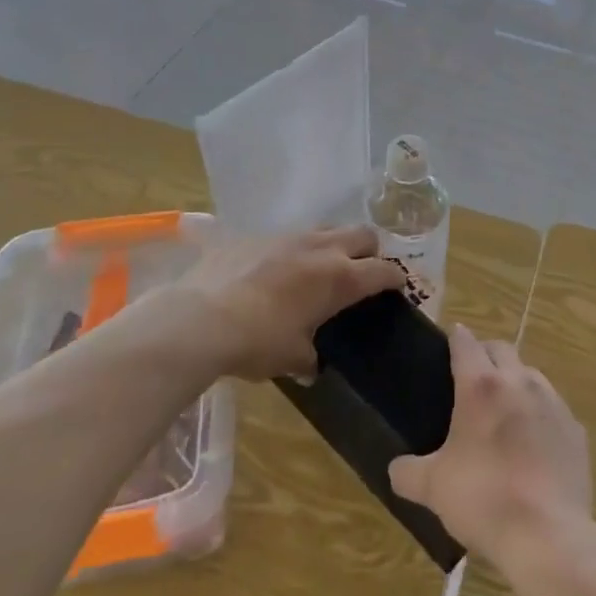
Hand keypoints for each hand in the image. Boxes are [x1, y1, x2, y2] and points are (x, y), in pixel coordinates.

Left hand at [120, 225, 405, 381]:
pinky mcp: (256, 235)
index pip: (384, 270)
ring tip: (320, 269)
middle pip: (364, 235)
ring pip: (327, 229)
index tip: (398, 288)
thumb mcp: (291, 358)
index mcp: (340, 278)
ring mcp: (288, 236)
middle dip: (370, 252)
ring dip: (333, 246)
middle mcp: (321, 248)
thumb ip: (310, 358)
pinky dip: (294, 251)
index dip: (396, 279)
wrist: (197, 319)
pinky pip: (288, 236)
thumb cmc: (257, 342)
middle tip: (362, 274)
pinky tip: (277, 273)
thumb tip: (313, 366)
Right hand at [389, 325, 592, 568]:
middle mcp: (520, 383)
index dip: (456, 338)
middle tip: (472, 377)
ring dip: (515, 382)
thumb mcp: (432, 488)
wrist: (548, 535)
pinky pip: (554, 409)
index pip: (465, 343)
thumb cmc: (483, 499)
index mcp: (481, 386)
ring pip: (531, 375)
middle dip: (486, 354)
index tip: (449, 341)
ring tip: (503, 410)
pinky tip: (533, 443)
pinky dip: (540, 415)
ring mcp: (553, 404)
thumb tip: (396, 468)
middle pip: (502, 349)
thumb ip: (408, 472)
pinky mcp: (576, 430)